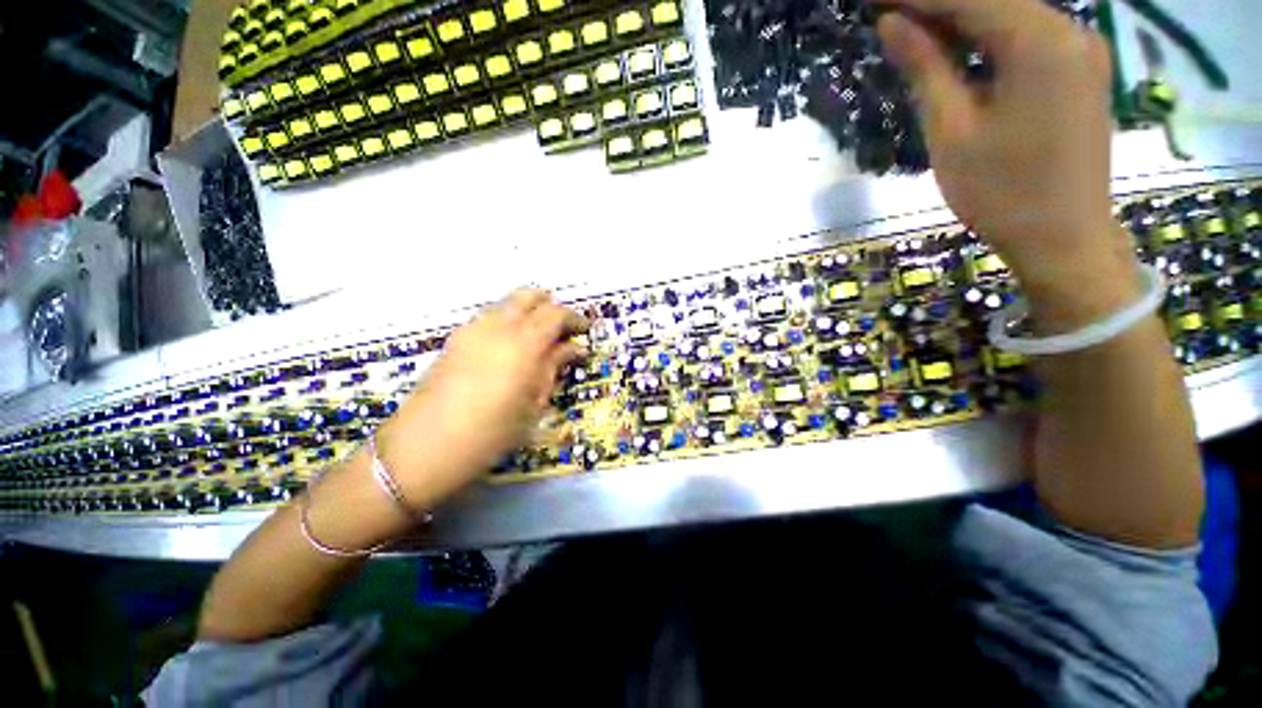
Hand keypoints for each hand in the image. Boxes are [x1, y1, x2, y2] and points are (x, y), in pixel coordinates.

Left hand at [377, 289, 587, 506]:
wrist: (422, 448)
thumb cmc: (490, 434)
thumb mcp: (532, 405)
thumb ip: (552, 368)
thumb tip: (573, 348)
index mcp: (523, 344)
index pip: (555, 314)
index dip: (574, 318)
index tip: (585, 330)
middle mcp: (497, 327)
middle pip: (529, 296)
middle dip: (550, 305)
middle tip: (563, 327)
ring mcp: (472, 329)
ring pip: (507, 303)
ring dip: (528, 311)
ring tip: (539, 335)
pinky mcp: (455, 338)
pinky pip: (489, 316)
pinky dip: (507, 319)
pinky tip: (511, 344)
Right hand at [877, 0, 1140, 323]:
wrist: (1065, 239)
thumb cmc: (1001, 193)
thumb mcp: (951, 131)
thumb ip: (925, 68)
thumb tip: (891, 23)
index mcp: (1041, 42)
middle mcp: (1071, 30)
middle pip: (995, 0)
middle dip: (939, 3)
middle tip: (890, 13)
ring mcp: (1081, 49)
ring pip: (1011, 16)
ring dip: (961, 18)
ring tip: (913, 29)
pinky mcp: (1081, 70)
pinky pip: (1028, 36)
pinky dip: (987, 36)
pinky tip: (954, 45)